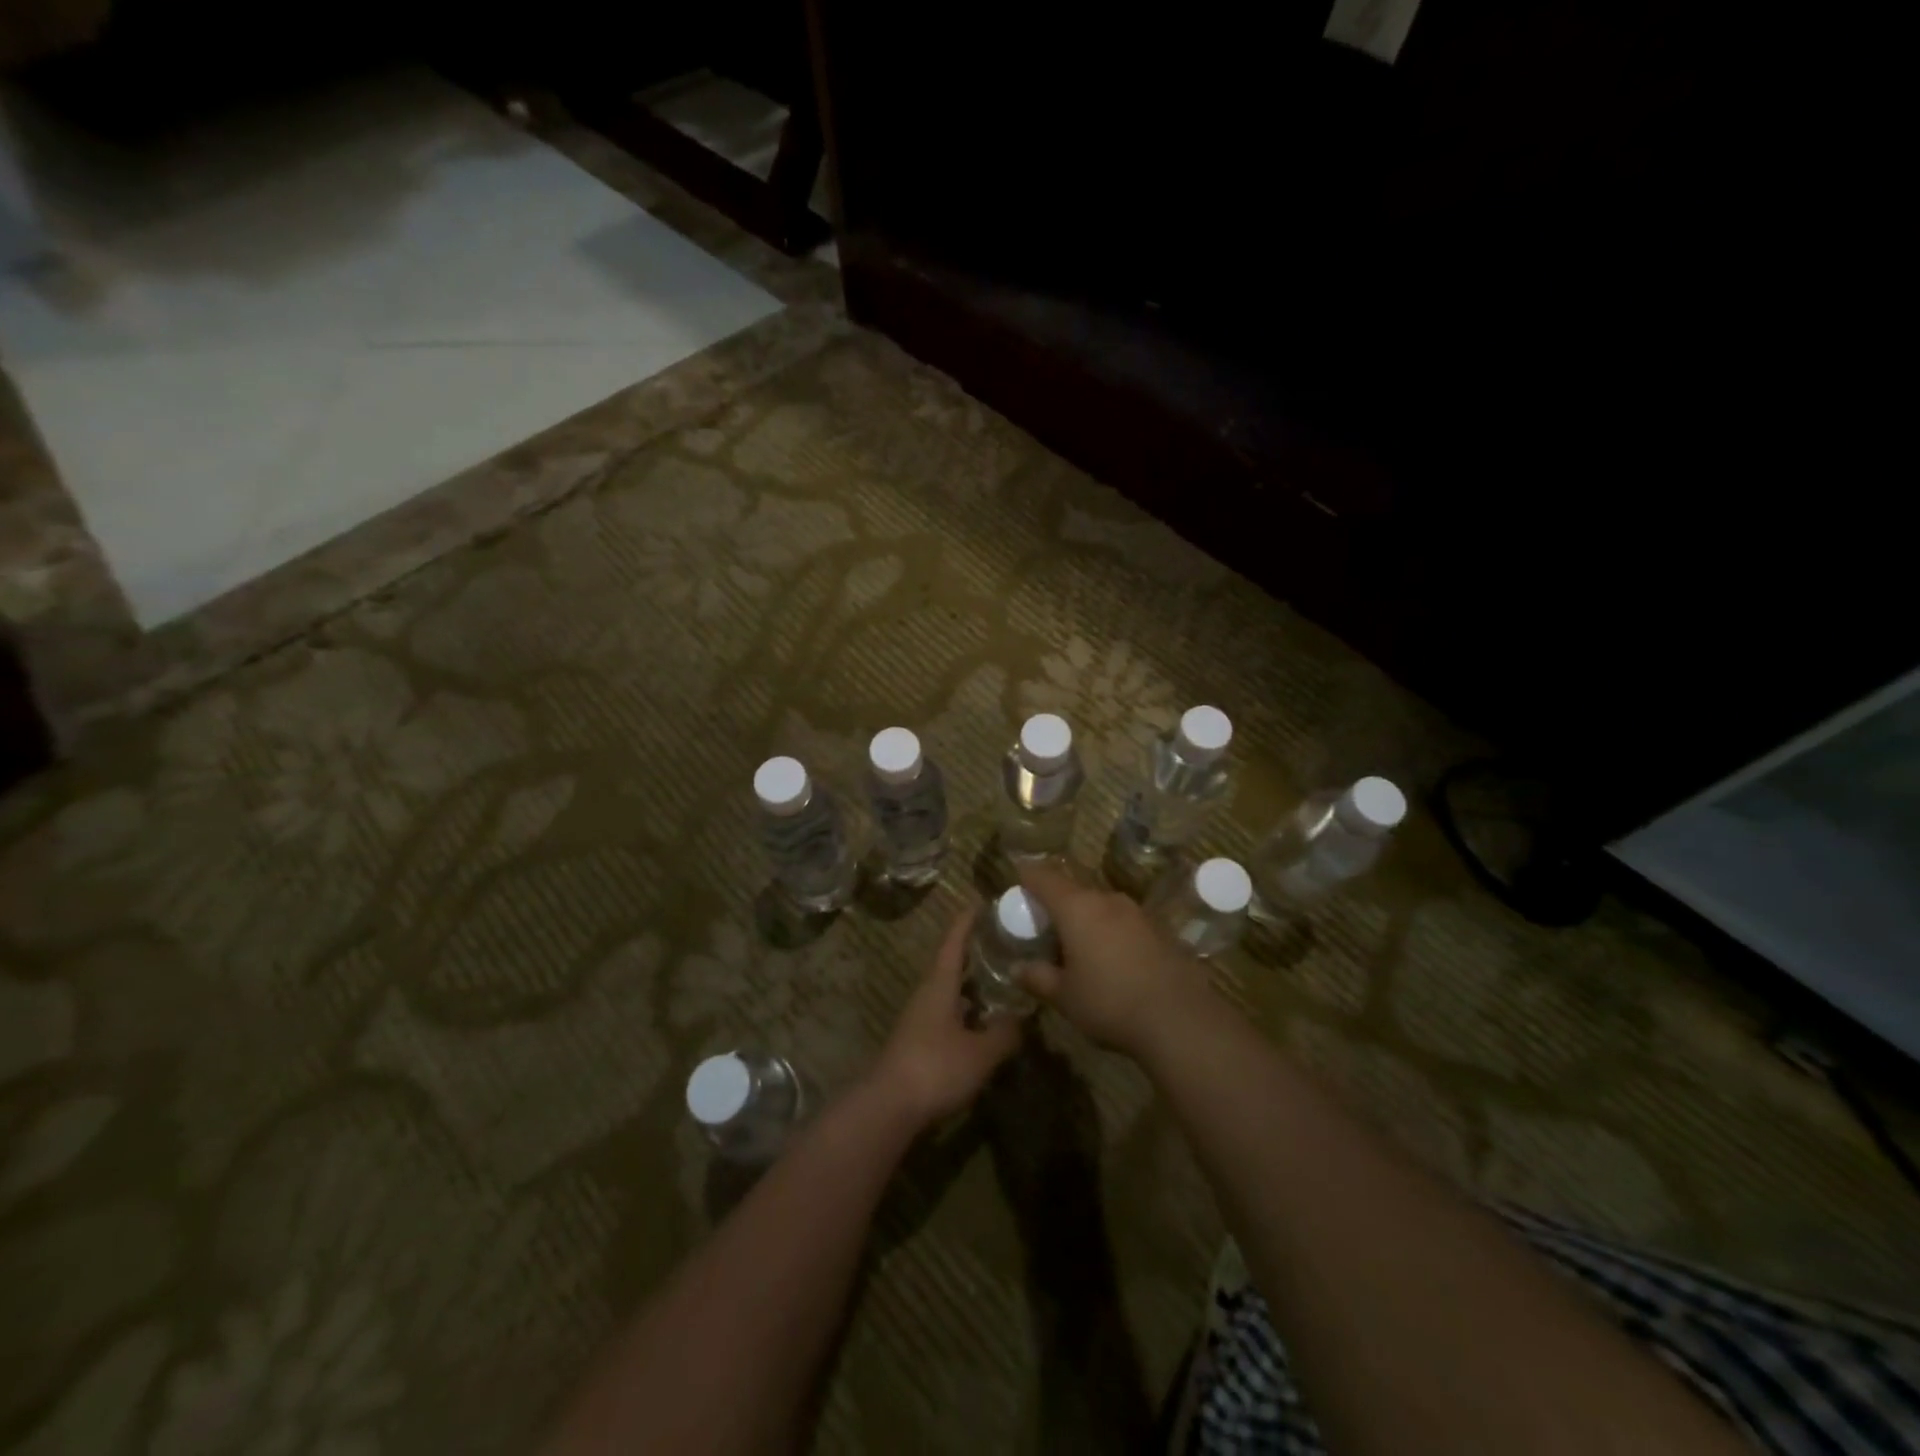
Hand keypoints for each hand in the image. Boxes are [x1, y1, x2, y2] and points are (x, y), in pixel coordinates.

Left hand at [870, 906, 1020, 1128]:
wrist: (888, 1107)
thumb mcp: (981, 1052)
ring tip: (1002, 978)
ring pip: (950, 989)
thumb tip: (1023, 1017)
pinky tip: (985, 1021)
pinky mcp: (919, 1041)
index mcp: (939, 984)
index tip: (983, 901)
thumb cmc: (935, 1068)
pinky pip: (948, 1012)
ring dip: (973, 981)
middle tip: (1005, 940)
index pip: (953, 941)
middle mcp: (927, 994)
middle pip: (951, 962)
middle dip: (976, 949)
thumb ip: (1005, 1033)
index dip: (967, 920)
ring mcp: (920, 1018)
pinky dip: (968, 1008)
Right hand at [1016, 862, 1211, 1058]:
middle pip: (1074, 891)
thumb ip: (1038, 978)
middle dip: (1057, 904)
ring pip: (1102, 907)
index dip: (1027, 876)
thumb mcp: (1064, 997)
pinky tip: (1113, 961)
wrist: (1179, 1018)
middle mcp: (1107, 900)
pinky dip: (1111, 933)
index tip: (1017, 880)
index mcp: (1077, 907)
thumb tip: (1018, 968)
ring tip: (1078, 947)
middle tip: (1045, 927)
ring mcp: (1138, 913)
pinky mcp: (1160, 930)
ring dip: (1087, 920)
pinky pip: (1124, 923)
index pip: (1044, 877)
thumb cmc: (1109, 1002)